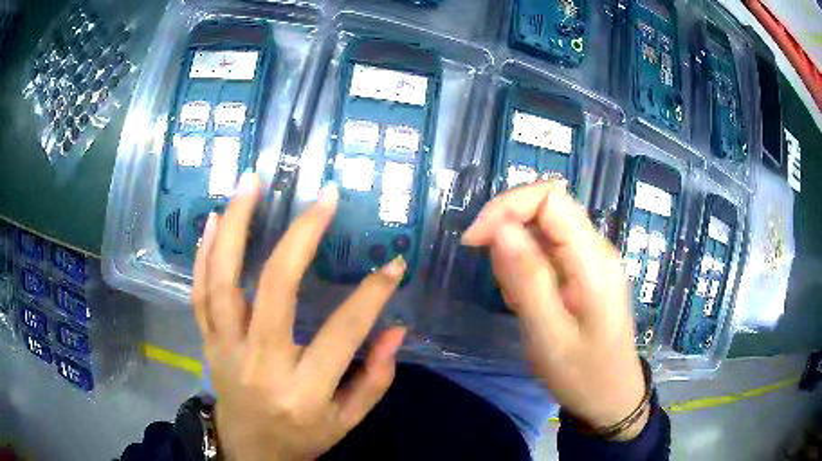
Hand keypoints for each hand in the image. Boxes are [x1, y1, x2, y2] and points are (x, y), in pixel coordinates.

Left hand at [192, 173, 407, 460]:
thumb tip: (396, 328)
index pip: (342, 333)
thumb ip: (376, 378)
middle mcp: (260, 364)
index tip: (394, 264)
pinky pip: (199, 293)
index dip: (372, 296)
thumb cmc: (302, 437)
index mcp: (303, 391)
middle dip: (301, 238)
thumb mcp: (348, 420)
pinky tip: (214, 219)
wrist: (248, 451)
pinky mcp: (208, 341)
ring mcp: (225, 348)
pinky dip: (204, 253)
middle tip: (323, 197)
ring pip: (223, 281)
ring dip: (235, 226)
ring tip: (250, 182)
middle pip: (275, 290)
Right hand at [462, 180, 647, 439]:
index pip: (549, 197)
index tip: (475, 241)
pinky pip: (548, 253)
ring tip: (520, 305)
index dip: (507, 207)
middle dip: (508, 234)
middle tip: (502, 284)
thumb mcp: (549, 335)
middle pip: (545, 208)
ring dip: (517, 259)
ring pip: (542, 231)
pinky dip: (527, 271)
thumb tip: (500, 228)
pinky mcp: (584, 272)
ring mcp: (591, 259)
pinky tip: (530, 305)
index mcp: (593, 259)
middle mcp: (596, 248)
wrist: (611, 396)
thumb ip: (527, 279)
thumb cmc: (582, 374)